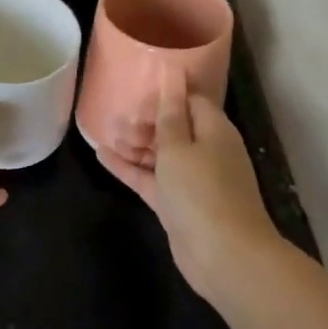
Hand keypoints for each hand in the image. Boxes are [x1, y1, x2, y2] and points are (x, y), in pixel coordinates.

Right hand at [97, 69, 283, 302]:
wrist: (224, 255)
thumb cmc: (202, 191)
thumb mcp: (179, 146)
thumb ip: (169, 113)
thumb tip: (172, 73)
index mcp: (214, 131)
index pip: (191, 102)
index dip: (164, 96)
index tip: (136, 93)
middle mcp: (205, 151)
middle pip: (173, 127)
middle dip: (145, 121)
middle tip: (117, 119)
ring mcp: (191, 180)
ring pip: (159, 154)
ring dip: (134, 144)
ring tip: (106, 133)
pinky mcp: (176, 204)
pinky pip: (150, 178)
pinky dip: (129, 168)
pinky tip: (102, 156)